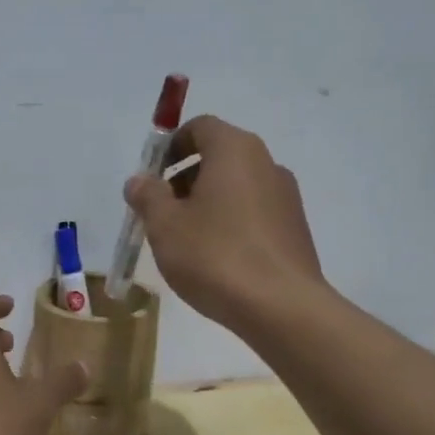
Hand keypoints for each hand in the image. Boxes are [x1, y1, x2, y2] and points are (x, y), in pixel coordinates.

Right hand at [124, 115, 324, 328]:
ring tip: (186, 242)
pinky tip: (216, 260)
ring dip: (207, 203)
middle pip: (219, 157)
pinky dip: (231, 223)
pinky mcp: (295, 229)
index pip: (200, 127)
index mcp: (235, 150)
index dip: (171, 147)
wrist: (281, 307)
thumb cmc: (215, 255)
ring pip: (237, 187)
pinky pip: (254, 213)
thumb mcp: (165, 225)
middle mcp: (266, 163)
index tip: (152, 178)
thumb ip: (148, 196)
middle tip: (162, 213)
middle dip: (185, 179)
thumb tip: (139, 180)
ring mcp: (286, 197)